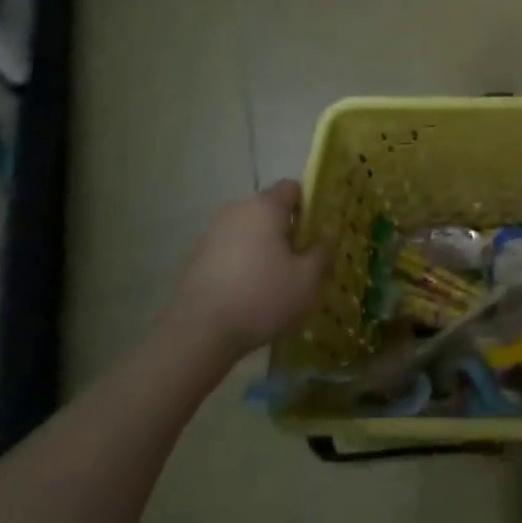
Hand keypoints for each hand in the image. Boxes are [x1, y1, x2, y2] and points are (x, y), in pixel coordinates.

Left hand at [166, 180, 327, 363]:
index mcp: (265, 207)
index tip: (315, 235)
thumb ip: (323, 253)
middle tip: (299, 263)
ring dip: (262, 249)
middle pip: (269, 211)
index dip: (308, 207)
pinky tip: (247, 296)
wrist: (198, 334)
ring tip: (273, 284)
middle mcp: (236, 210)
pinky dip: (241, 265)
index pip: (292, 188)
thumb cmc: (261, 298)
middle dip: (285, 232)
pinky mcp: (196, 258)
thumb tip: (325, 238)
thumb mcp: (307, 281)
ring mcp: (212, 233)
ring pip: (248, 233)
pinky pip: (229, 252)